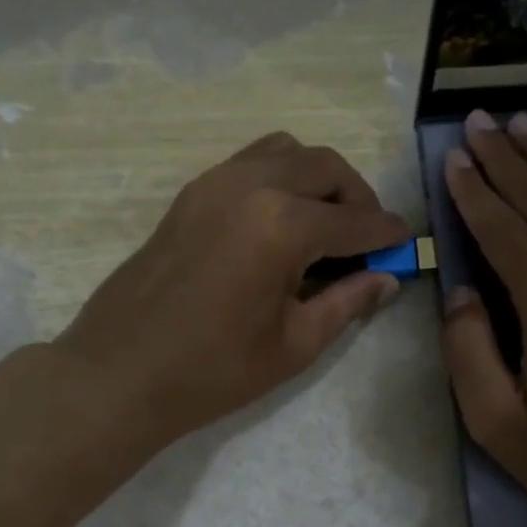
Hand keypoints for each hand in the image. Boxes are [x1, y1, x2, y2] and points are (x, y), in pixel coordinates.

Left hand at [56, 132, 409, 451]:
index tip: (406, 242)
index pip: (353, 220)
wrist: (119, 374)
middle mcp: (250, 185)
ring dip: (315, 179)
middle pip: (323, 167)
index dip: (387, 233)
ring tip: (323, 227)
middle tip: (366, 240)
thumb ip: (346, 303)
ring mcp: (212, 183)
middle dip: (356, 198)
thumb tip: (387, 280)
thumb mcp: (293, 345)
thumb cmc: (212, 371)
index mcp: (281, 224)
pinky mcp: (189, 195)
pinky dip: (277, 180)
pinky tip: (278, 226)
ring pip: (284, 152)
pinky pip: (248, 164)